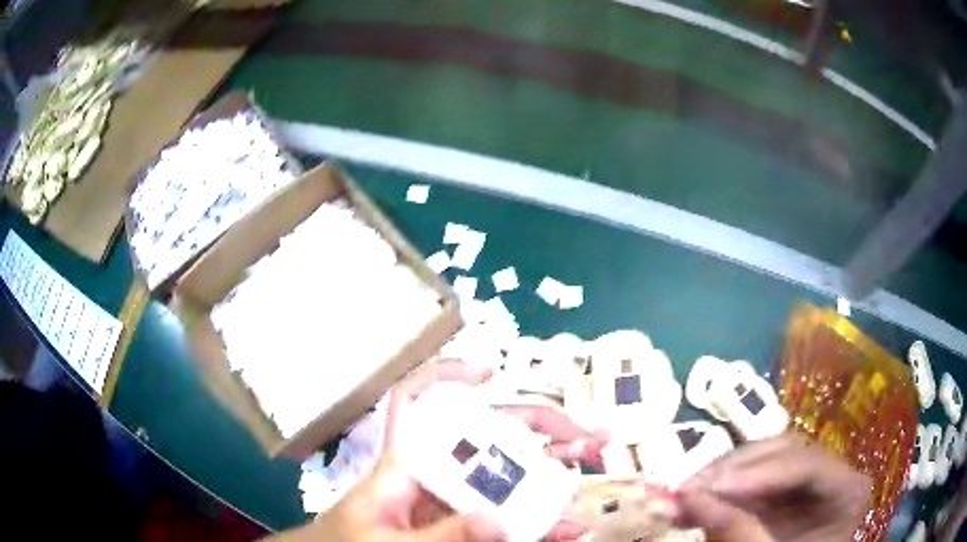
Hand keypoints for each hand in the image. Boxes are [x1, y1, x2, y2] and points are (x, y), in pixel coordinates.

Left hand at [296, 360, 605, 541]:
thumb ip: (439, 535)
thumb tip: (499, 522)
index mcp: (405, 467)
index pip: (413, 404)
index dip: (444, 377)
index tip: (487, 372)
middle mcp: (435, 477)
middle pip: (486, 437)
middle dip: (538, 429)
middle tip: (585, 435)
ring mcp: (455, 504)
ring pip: (507, 479)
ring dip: (552, 473)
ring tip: (591, 465)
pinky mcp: (465, 529)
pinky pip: (507, 520)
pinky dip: (539, 522)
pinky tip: (567, 526)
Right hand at [675, 435, 871, 541]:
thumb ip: (735, 531)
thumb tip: (685, 496)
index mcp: (848, 491)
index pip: (808, 465)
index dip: (759, 473)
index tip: (711, 486)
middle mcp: (834, 475)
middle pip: (784, 454)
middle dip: (733, 471)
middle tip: (688, 487)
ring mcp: (810, 481)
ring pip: (765, 461)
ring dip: (722, 477)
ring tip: (683, 494)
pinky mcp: (786, 491)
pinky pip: (753, 481)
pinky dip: (722, 490)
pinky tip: (695, 499)